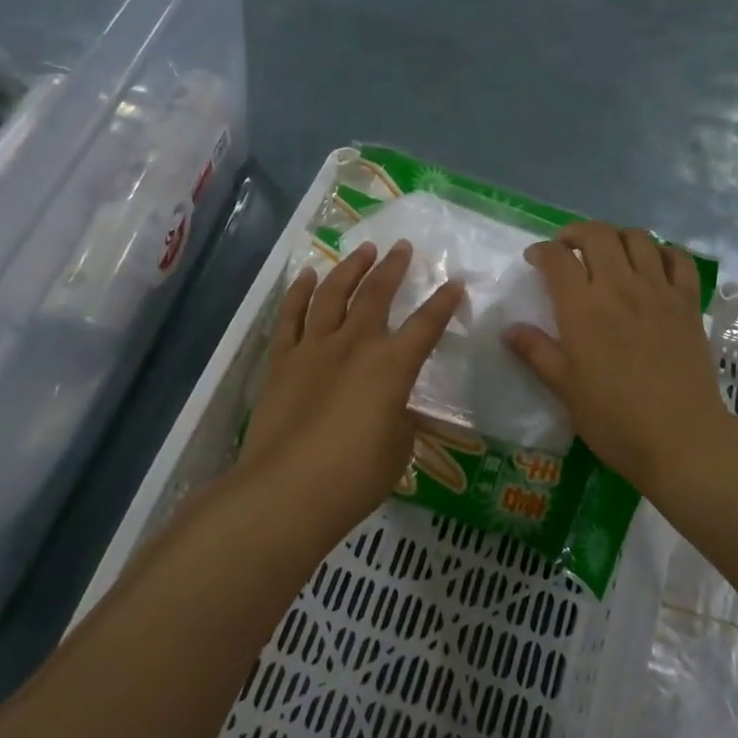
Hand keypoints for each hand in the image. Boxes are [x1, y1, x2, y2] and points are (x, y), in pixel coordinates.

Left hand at [236, 240, 463, 539]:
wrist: (287, 490)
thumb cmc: (355, 476)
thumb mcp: (398, 447)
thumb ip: (401, 416)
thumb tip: (395, 403)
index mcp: (392, 365)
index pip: (427, 325)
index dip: (444, 302)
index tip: (455, 282)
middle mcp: (355, 344)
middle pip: (377, 294)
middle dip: (393, 267)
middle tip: (402, 247)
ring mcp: (314, 348)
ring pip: (334, 294)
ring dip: (350, 268)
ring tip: (362, 250)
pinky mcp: (282, 360)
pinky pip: (291, 316)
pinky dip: (300, 292)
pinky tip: (308, 276)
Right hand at [506, 221, 732, 489]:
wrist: (681, 438)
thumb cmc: (614, 419)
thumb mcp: (565, 389)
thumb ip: (537, 352)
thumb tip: (510, 329)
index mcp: (582, 308)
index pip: (557, 258)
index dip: (541, 251)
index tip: (535, 260)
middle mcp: (619, 287)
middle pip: (597, 234)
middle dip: (576, 233)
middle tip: (568, 249)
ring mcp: (658, 291)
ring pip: (638, 238)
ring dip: (617, 237)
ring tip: (609, 253)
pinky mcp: (688, 303)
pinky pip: (679, 260)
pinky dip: (664, 253)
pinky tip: (654, 265)